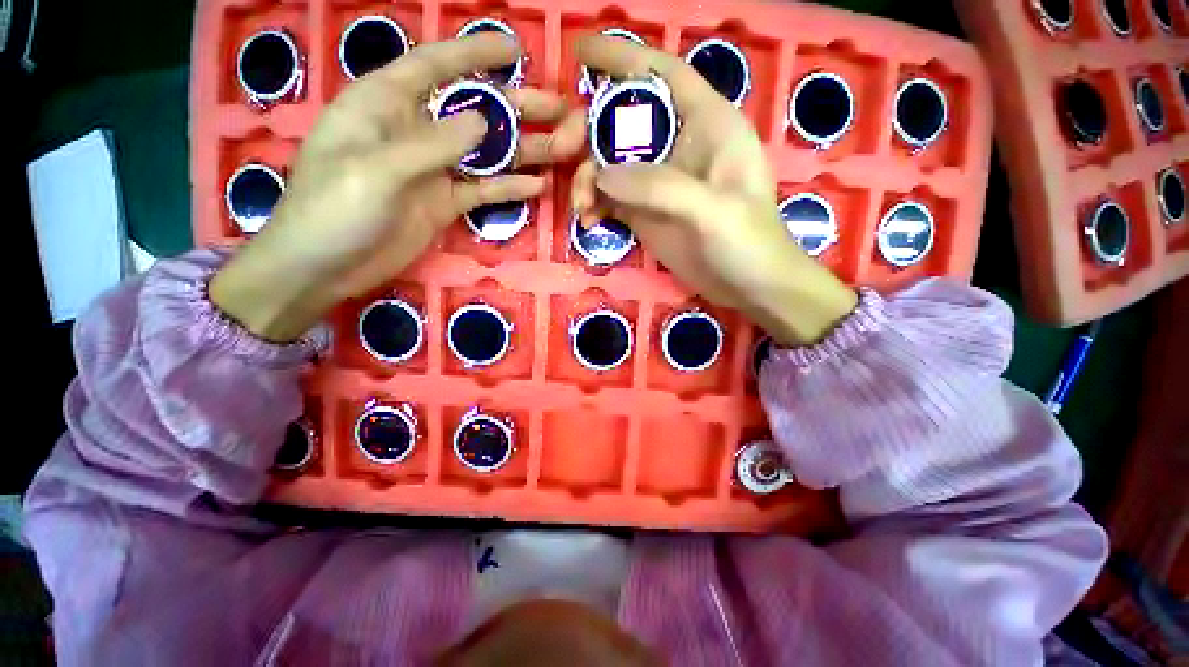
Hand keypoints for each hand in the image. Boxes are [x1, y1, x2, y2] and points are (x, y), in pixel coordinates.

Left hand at [211, 34, 586, 341]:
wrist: (324, 267)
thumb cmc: (332, 210)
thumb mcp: (375, 171)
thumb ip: (431, 145)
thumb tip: (483, 121)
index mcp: (385, 105)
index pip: (434, 66)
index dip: (474, 54)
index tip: (514, 50)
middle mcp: (415, 131)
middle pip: (473, 110)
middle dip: (515, 107)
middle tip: (559, 108)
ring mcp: (434, 170)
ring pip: (485, 153)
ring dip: (522, 150)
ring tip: (561, 146)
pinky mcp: (445, 203)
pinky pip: (483, 190)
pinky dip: (509, 188)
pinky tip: (537, 186)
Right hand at [572, 36, 856, 345]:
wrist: (749, 287)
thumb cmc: (748, 242)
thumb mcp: (712, 210)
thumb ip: (659, 187)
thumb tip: (602, 175)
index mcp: (707, 123)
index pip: (661, 73)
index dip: (622, 57)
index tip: (580, 52)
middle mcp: (678, 144)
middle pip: (622, 118)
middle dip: (587, 128)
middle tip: (560, 151)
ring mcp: (659, 182)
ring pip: (609, 161)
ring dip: (586, 177)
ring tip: (582, 205)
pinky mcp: (646, 212)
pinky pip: (610, 197)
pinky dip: (594, 204)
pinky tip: (589, 221)